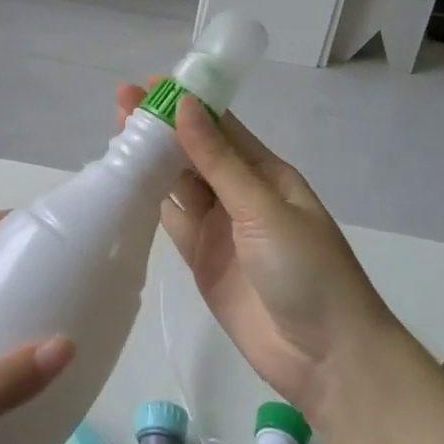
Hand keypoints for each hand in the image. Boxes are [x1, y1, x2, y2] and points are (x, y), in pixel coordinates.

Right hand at [118, 83, 402, 426]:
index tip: (149, 84)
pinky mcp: (202, 260)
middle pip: (194, 153)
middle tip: (121, 104)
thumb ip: (218, 161)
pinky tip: (124, 184)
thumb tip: (186, 106)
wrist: (327, 359)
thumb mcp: (263, 208)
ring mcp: (220, 228)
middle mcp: (240, 194)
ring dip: (151, 161)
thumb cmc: (307, 271)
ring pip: (179, 184)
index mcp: (266, 174)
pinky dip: (149, 203)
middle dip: (161, 128)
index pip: (220, 127)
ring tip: (116, 136)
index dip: (186, 104)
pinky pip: (172, 222)